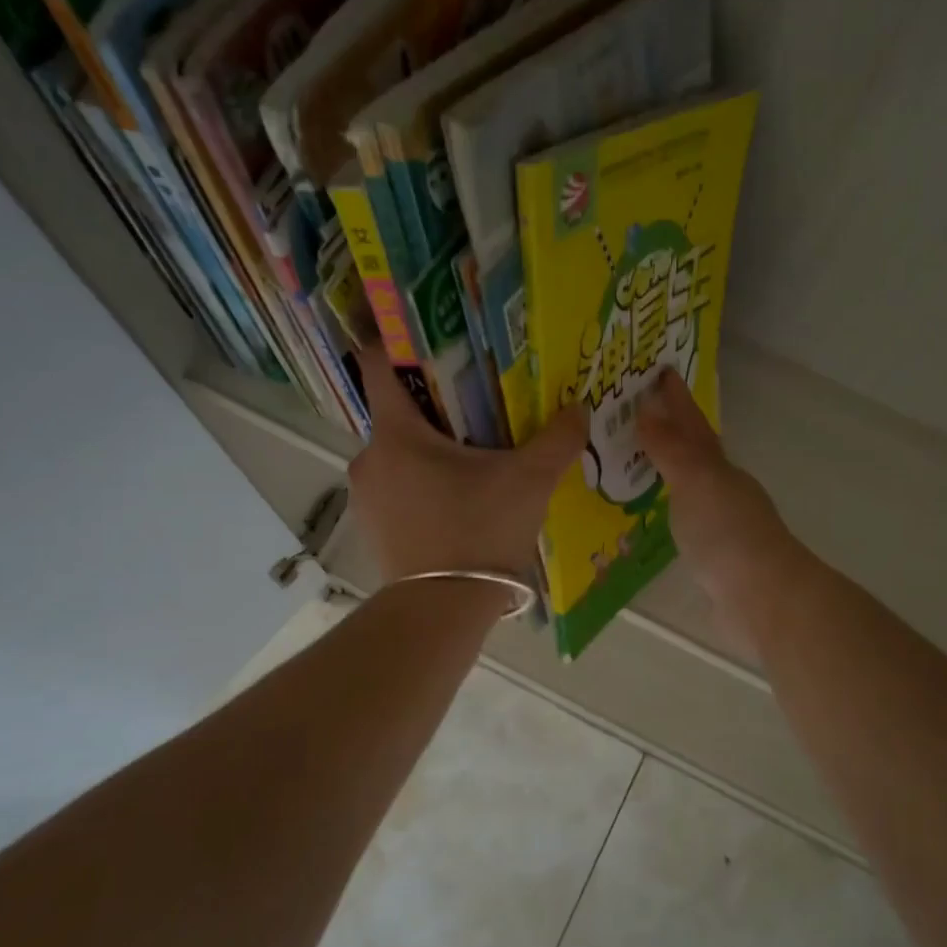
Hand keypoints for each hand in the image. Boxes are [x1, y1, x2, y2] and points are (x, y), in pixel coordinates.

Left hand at [348, 347, 586, 590]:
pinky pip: (397, 486)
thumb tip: (580, 407)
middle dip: (434, 404)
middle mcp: (369, 458)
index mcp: (397, 434)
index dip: (399, 342)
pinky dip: (422, 482)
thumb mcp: (529, 481)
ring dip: (430, 448)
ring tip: (474, 455)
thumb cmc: (479, 532)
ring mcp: (367, 496)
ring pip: (398, 453)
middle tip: (478, 403)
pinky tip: (458, 498)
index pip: (379, 365)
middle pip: (397, 412)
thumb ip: (557, 439)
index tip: (431, 336)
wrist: (442, 610)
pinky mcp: (374, 527)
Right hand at [638, 371, 806, 633]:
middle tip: (637, 414)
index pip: (694, 426)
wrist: (763, 598)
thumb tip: (647, 411)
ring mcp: (722, 526)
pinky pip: (684, 520)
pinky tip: (653, 516)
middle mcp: (724, 491)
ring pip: (690, 487)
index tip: (660, 373)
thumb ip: (671, 450)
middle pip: (695, 453)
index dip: (677, 400)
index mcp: (720, 469)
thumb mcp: (697, 482)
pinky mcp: (714, 558)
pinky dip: (668, 509)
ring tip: (634, 462)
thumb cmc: (728, 533)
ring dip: (667, 471)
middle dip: (671, 431)